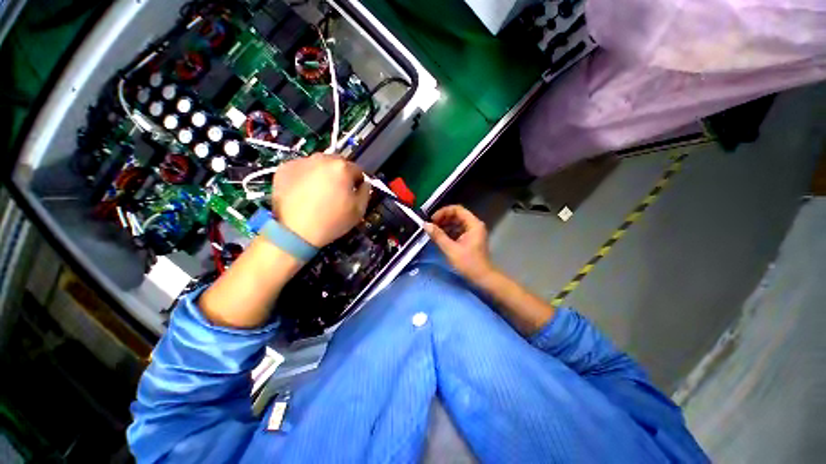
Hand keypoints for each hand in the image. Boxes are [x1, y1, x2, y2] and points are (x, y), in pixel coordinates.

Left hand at [272, 154, 370, 247]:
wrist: (295, 231)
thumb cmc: (332, 221)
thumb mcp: (359, 210)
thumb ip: (366, 192)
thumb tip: (364, 183)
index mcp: (342, 167)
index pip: (357, 170)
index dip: (357, 182)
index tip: (353, 193)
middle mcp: (322, 159)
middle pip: (337, 163)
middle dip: (339, 175)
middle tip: (336, 193)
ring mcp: (301, 162)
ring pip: (318, 165)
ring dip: (322, 174)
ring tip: (318, 194)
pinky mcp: (284, 169)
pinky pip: (302, 170)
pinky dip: (305, 177)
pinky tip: (303, 193)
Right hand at [424, 205, 496, 283]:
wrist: (483, 278)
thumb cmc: (468, 263)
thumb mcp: (451, 249)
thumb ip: (438, 236)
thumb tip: (426, 224)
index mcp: (473, 224)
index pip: (457, 209)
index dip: (443, 212)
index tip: (432, 220)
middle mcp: (474, 225)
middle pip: (457, 215)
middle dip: (443, 219)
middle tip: (431, 226)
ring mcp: (473, 232)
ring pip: (457, 223)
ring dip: (445, 225)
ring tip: (433, 232)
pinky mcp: (470, 239)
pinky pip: (458, 230)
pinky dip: (449, 232)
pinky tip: (440, 237)